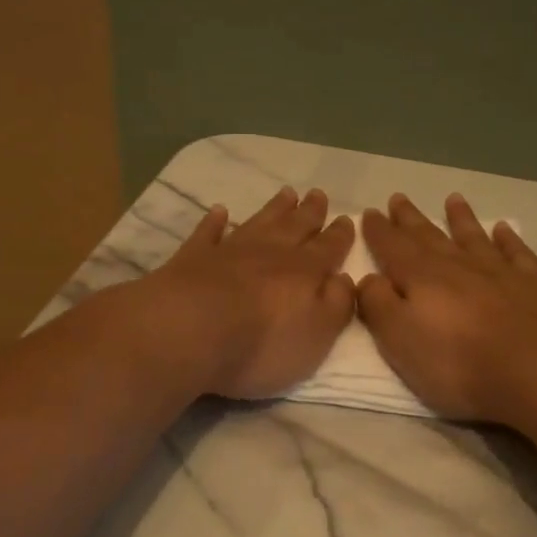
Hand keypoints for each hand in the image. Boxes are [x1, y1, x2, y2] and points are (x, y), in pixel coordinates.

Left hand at [146, 186, 357, 399]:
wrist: (189, 332)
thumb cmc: (262, 343)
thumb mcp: (316, 335)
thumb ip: (336, 305)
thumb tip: (345, 279)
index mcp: (305, 271)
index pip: (328, 247)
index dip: (340, 235)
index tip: (347, 218)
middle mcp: (270, 252)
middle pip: (296, 226)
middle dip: (310, 211)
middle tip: (318, 193)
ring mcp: (229, 251)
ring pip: (258, 222)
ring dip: (274, 208)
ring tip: (286, 193)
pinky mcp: (193, 258)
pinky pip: (207, 233)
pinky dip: (214, 221)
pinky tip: (219, 211)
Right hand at [356, 193, 536, 422]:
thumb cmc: (460, 363)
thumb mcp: (401, 341)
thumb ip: (379, 306)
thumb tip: (366, 278)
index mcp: (422, 278)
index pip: (392, 247)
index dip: (379, 231)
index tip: (369, 212)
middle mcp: (459, 265)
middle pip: (429, 236)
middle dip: (411, 219)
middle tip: (398, 198)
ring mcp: (500, 271)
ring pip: (474, 236)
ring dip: (461, 218)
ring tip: (453, 199)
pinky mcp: (535, 284)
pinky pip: (517, 252)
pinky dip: (508, 238)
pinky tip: (503, 229)